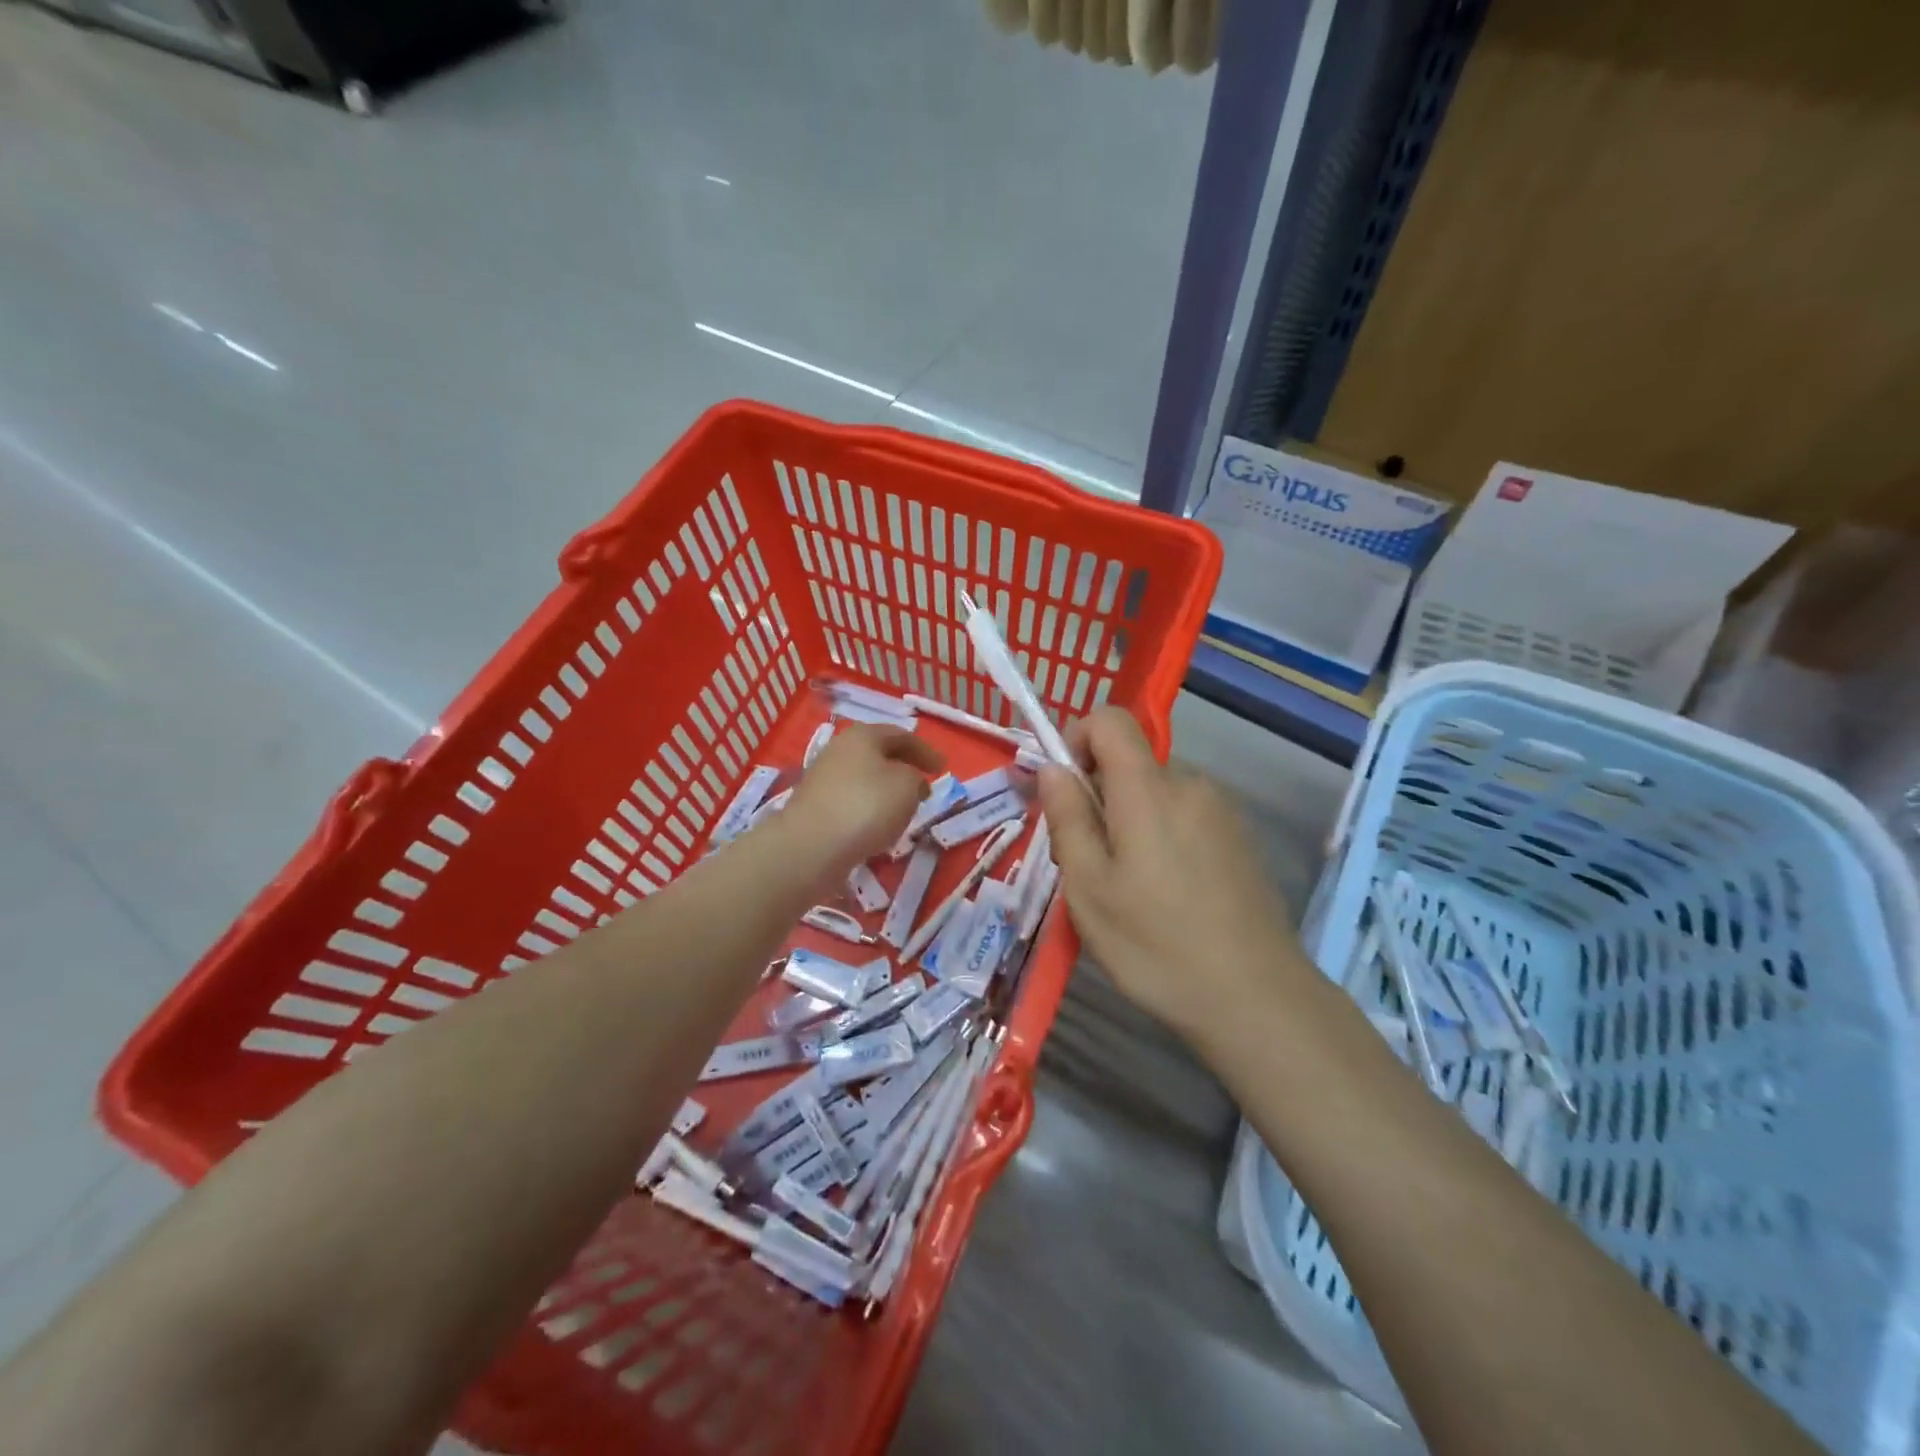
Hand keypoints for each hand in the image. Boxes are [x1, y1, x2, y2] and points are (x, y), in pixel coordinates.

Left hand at [782, 725, 944, 881]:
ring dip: (886, 790)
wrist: (810, 847)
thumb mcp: (907, 785)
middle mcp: (839, 750)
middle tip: (924, 786)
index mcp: (862, 736)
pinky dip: (869, 809)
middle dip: (904, 768)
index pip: (901, 735)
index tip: (943, 768)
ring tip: (904, 810)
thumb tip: (909, 782)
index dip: (925, 750)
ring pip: (864, 778)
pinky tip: (877, 827)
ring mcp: (823, 779)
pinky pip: (851, 801)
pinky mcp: (815, 808)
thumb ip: (915, 778)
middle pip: (878, 754)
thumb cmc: (866, 806)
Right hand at [1037, 707, 1312, 1048]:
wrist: (1256, 998)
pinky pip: (1185, 816)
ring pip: (1157, 793)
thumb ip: (1068, 818)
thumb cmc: (1156, 944)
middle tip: (1091, 861)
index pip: (1111, 719)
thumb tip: (1052, 767)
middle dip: (1100, 795)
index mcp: (1148, 789)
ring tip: (1130, 887)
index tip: (1065, 790)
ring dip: (1131, 820)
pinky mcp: (1239, 838)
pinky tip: (1168, 895)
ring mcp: (1221, 811)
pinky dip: (1162, 836)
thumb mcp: (1089, 888)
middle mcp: (1190, 785)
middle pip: (1131, 762)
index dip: (1077, 738)